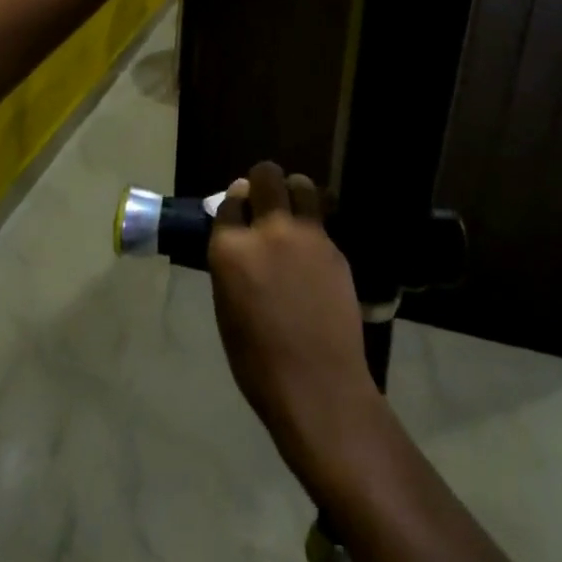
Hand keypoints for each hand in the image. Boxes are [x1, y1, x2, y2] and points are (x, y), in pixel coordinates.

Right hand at [208, 163, 383, 482]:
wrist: (317, 384)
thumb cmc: (258, 359)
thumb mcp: (227, 306)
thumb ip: (232, 262)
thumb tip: (240, 236)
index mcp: (230, 249)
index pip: (231, 201)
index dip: (235, 203)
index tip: (241, 209)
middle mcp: (268, 230)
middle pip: (266, 176)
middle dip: (263, 180)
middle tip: (265, 197)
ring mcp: (306, 235)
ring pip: (301, 185)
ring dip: (294, 190)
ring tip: (294, 209)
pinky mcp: (334, 247)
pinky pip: (321, 219)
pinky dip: (314, 223)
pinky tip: (312, 247)